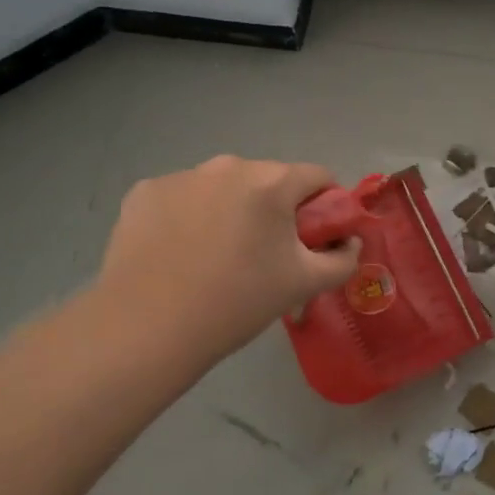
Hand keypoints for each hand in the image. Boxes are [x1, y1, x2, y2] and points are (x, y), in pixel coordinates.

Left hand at [90, 156, 359, 370]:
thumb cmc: (236, 303)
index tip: (314, 238)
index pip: (317, 177)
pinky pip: (182, 197)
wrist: (146, 328)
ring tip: (216, 256)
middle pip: (268, 179)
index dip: (325, 205)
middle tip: (264, 254)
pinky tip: (178, 253)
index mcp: (272, 182)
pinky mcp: (144, 192)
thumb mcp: (304, 285)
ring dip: (230, 209)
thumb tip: (350, 242)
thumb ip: (343, 259)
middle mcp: (228, 166)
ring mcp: (182, 176)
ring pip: (223, 187)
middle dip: (274, 208)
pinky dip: (188, 216)